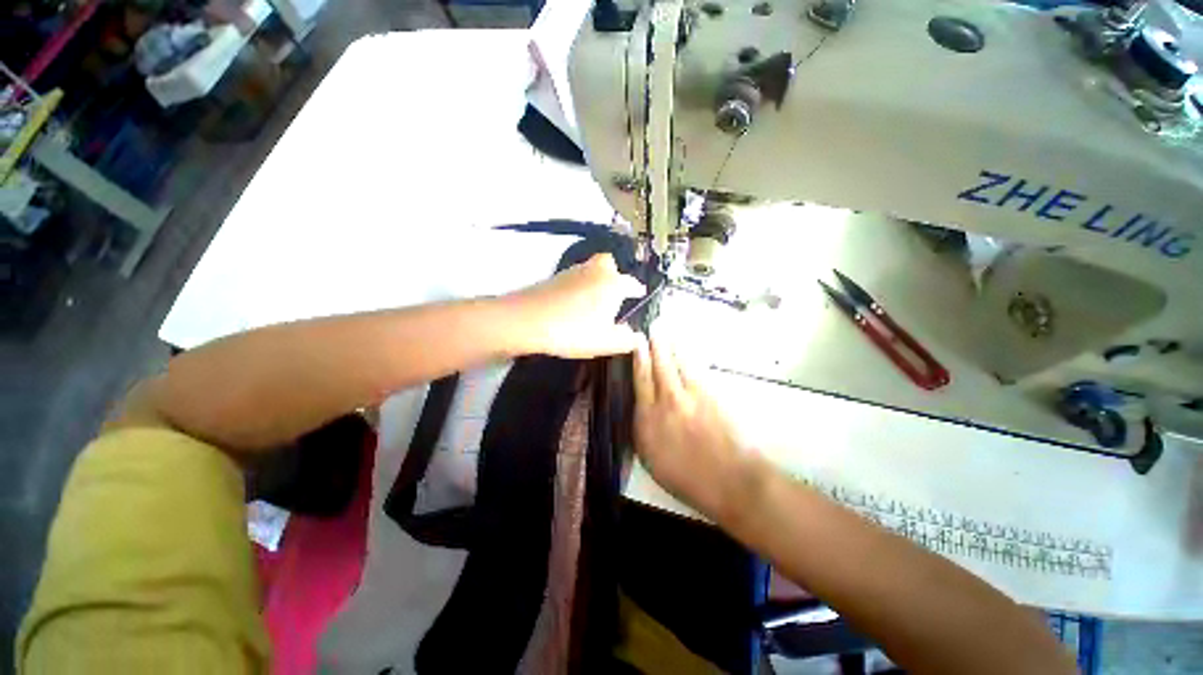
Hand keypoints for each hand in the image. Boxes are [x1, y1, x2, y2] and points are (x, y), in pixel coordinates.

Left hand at [508, 254, 646, 357]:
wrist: (527, 320)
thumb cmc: (573, 331)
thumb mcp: (606, 342)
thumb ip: (626, 339)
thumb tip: (637, 336)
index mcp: (613, 284)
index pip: (632, 283)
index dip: (637, 290)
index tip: (639, 294)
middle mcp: (595, 271)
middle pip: (609, 264)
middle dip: (614, 275)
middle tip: (613, 293)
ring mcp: (573, 272)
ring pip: (590, 269)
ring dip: (595, 280)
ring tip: (594, 302)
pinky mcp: (554, 277)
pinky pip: (575, 277)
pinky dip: (579, 286)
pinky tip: (574, 304)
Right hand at [633, 334, 763, 519]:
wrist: (729, 480)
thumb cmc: (688, 478)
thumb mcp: (652, 460)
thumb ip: (644, 430)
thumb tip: (641, 409)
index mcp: (646, 419)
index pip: (640, 380)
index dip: (638, 359)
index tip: (636, 343)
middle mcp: (664, 401)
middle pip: (657, 366)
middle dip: (655, 345)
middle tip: (653, 327)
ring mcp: (688, 395)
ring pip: (677, 363)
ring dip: (672, 345)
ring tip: (669, 331)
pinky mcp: (710, 393)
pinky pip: (696, 368)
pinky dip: (691, 356)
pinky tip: (688, 349)